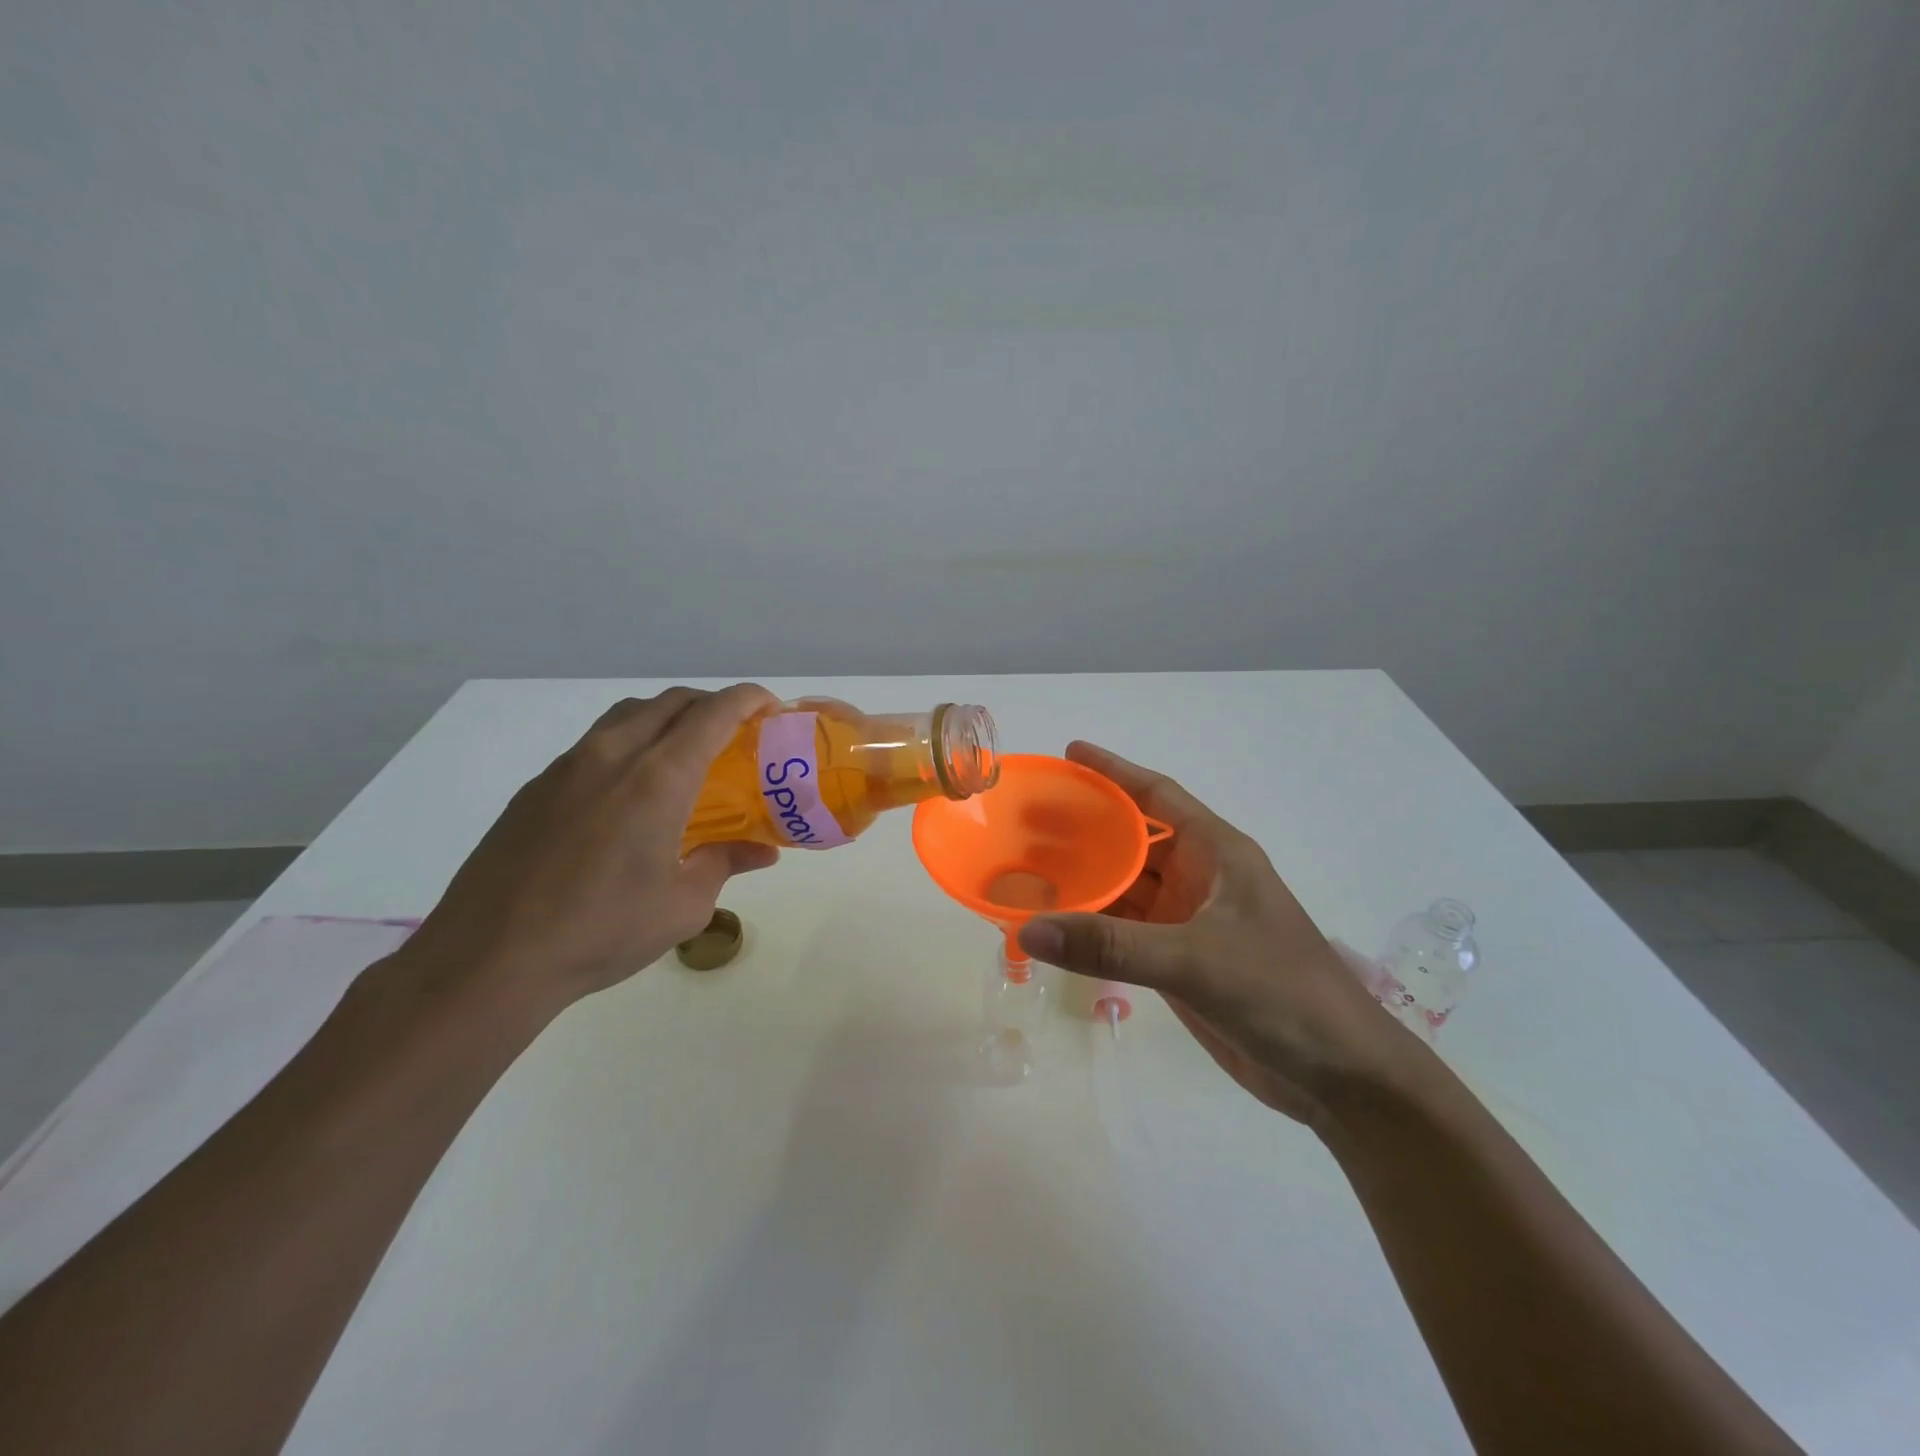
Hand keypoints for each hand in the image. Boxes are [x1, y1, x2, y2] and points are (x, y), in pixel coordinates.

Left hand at [399, 685, 779, 1016]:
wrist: (489, 959)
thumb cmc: (602, 931)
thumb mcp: (684, 905)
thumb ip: (725, 863)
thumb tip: (762, 851)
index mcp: (658, 778)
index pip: (713, 713)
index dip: (749, 699)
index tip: (771, 708)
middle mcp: (613, 755)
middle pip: (671, 702)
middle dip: (712, 704)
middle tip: (735, 734)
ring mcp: (567, 767)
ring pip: (628, 715)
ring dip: (667, 718)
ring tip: (684, 754)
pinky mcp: (536, 788)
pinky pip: (594, 744)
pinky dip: (628, 744)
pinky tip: (629, 794)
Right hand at [1016, 742, 1413, 1124]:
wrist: (1339, 1075)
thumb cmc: (1280, 993)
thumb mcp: (1195, 960)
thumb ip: (1110, 946)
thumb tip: (1029, 929)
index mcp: (1217, 852)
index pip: (1158, 795)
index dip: (1114, 771)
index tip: (1069, 754)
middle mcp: (1201, 878)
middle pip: (1133, 840)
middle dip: (1085, 828)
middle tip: (1027, 820)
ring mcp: (1190, 922)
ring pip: (1126, 888)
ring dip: (1085, 880)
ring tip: (1028, 869)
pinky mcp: (1181, 961)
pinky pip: (1126, 931)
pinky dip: (1093, 927)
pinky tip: (1056, 926)